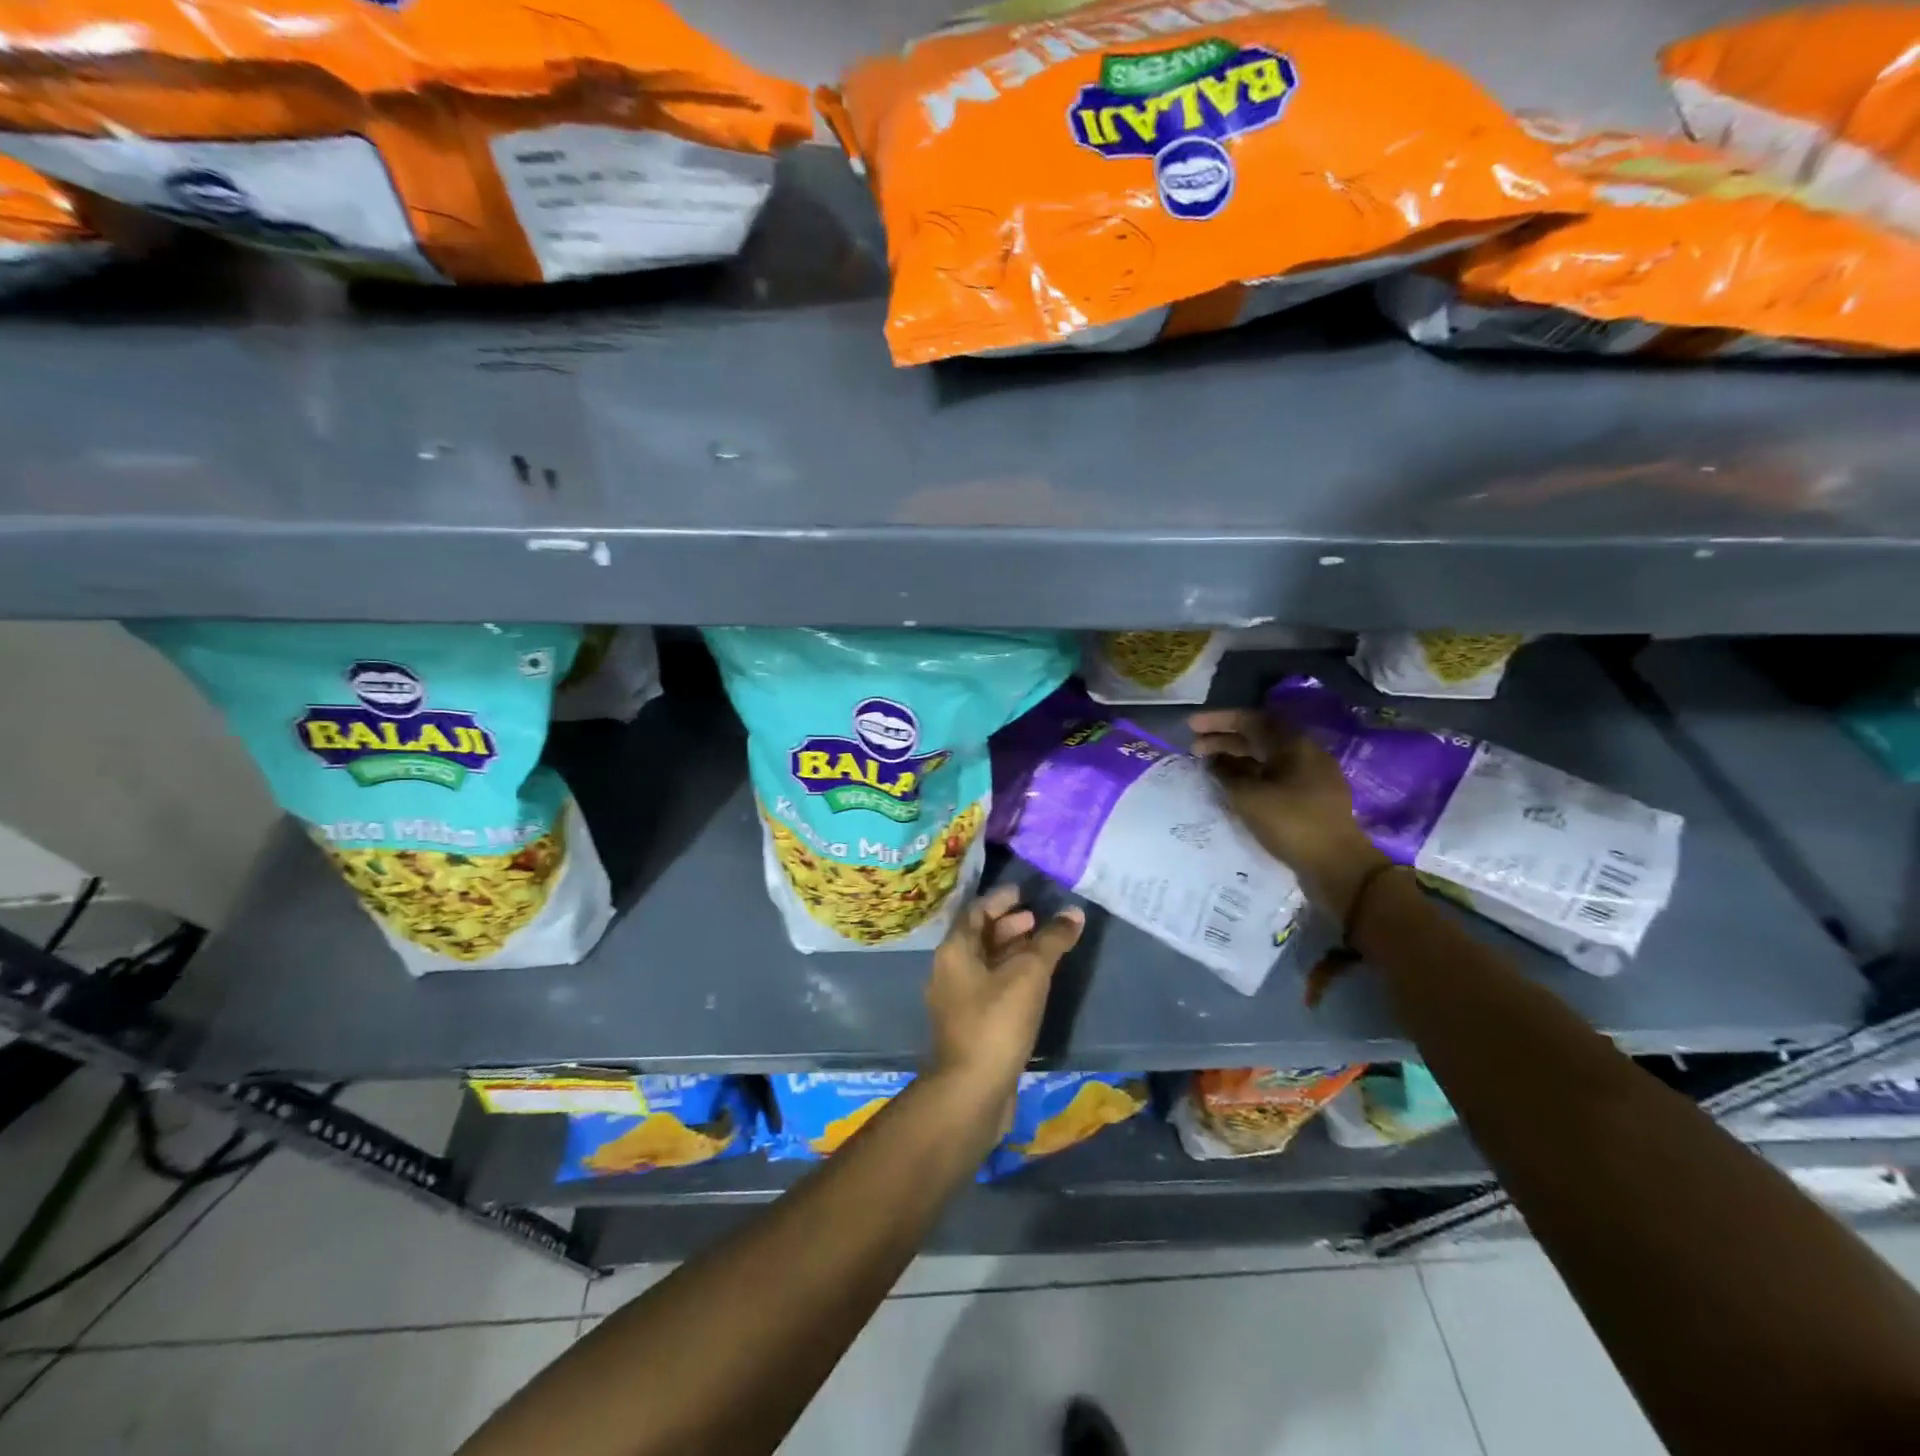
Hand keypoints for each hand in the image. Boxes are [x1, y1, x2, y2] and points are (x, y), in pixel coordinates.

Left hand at [924, 886, 1083, 1134]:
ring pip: (984, 965)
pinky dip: (1010, 978)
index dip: (1000, 900)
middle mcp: (949, 972)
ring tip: (1041, 950)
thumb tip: (1073, 913)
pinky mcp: (969, 1027)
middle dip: (1007, 926)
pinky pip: (990, 989)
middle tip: (1037, 920)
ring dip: (1011, 952)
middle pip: (978, 937)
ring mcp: (957, 1002)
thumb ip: (1051, 941)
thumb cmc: (996, 1022)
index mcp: (954, 951)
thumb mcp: (1029, 975)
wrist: (972, 1091)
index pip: (975, 912)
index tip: (1024, 892)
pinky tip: (1034, 986)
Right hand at [1188, 707, 1389, 920]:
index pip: (1250, 719)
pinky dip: (1251, 775)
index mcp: (1292, 743)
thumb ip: (1225, 772)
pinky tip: (1234, 786)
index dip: (1218, 720)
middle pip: (1259, 737)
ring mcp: (1311, 775)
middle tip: (1194, 748)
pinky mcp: (1311, 797)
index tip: (1191, 725)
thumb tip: (1213, 759)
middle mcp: (1304, 752)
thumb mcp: (1248, 796)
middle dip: (1224, 739)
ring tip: (1209, 767)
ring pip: (1267, 757)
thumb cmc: (1290, 822)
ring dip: (1236, 758)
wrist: (1336, 864)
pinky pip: (1275, 775)